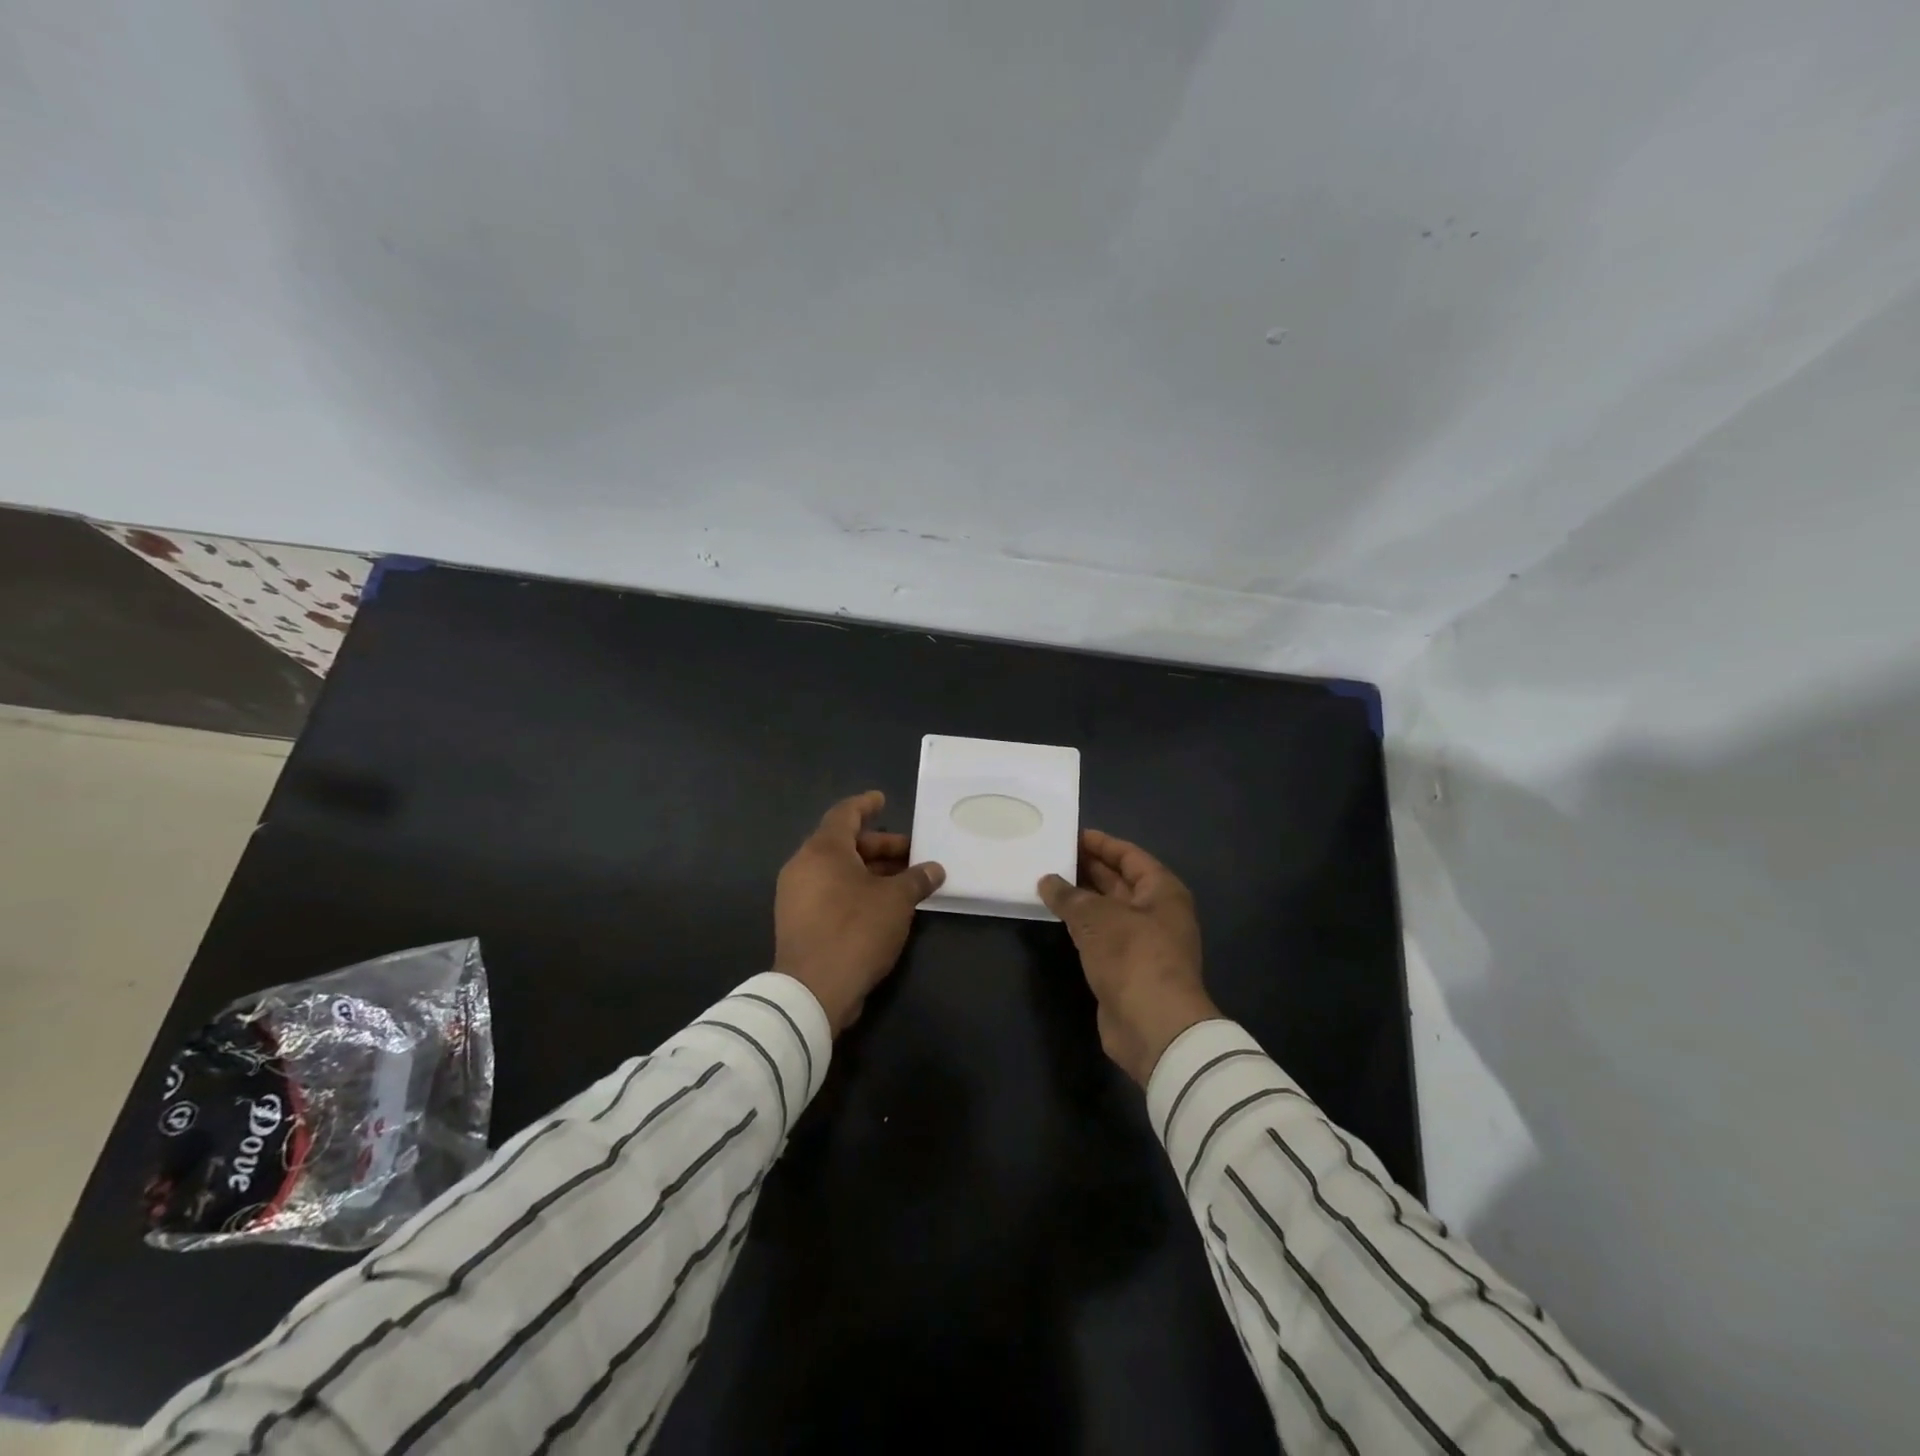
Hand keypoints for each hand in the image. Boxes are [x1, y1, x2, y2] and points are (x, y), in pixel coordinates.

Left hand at [775, 791, 945, 1035]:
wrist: (812, 991)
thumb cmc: (855, 930)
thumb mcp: (896, 901)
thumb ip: (916, 879)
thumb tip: (935, 869)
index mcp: (823, 850)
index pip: (845, 814)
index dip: (866, 805)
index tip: (882, 799)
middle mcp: (803, 866)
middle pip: (844, 844)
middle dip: (879, 846)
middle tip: (911, 852)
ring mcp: (796, 896)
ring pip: (838, 871)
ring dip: (870, 871)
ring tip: (903, 880)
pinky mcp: (798, 922)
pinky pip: (830, 892)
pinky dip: (856, 890)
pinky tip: (883, 905)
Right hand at [1039, 831, 1218, 1085]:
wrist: (1154, 1026)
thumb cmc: (1133, 956)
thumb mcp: (1096, 917)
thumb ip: (1069, 896)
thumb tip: (1047, 880)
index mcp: (1162, 891)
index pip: (1129, 856)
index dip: (1101, 844)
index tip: (1070, 835)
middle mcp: (1157, 913)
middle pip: (1120, 882)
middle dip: (1088, 869)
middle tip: (1052, 856)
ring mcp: (1144, 943)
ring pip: (1109, 911)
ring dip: (1082, 899)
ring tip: (1047, 883)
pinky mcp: (1127, 969)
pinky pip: (1102, 936)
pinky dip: (1082, 926)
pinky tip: (1058, 919)